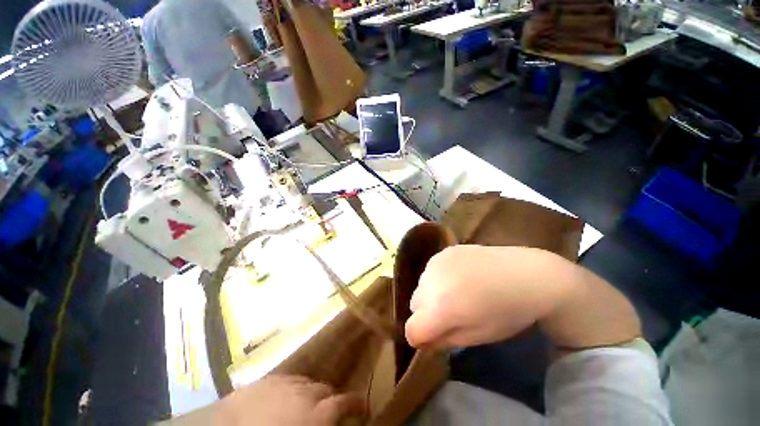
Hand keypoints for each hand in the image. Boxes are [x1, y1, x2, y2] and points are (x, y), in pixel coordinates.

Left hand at [213, 375, 364, 424]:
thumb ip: (323, 420)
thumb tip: (334, 415)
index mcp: (315, 413)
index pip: (344, 403)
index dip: (355, 403)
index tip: (364, 406)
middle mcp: (306, 392)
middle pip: (326, 390)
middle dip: (331, 398)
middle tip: (329, 409)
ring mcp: (287, 382)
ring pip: (309, 382)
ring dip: (312, 392)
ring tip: (308, 403)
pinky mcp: (270, 378)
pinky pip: (291, 378)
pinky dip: (295, 386)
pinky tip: (290, 394)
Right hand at [405, 245, 567, 348]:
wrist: (525, 274)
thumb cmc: (505, 313)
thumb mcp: (475, 337)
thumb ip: (443, 340)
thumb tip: (423, 340)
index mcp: (439, 308)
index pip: (411, 329)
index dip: (421, 338)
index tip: (435, 337)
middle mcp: (430, 282)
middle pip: (414, 305)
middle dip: (426, 314)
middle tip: (450, 314)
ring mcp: (435, 263)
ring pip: (421, 286)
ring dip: (431, 294)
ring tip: (456, 292)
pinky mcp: (443, 251)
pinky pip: (430, 270)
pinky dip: (437, 278)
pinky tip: (459, 276)